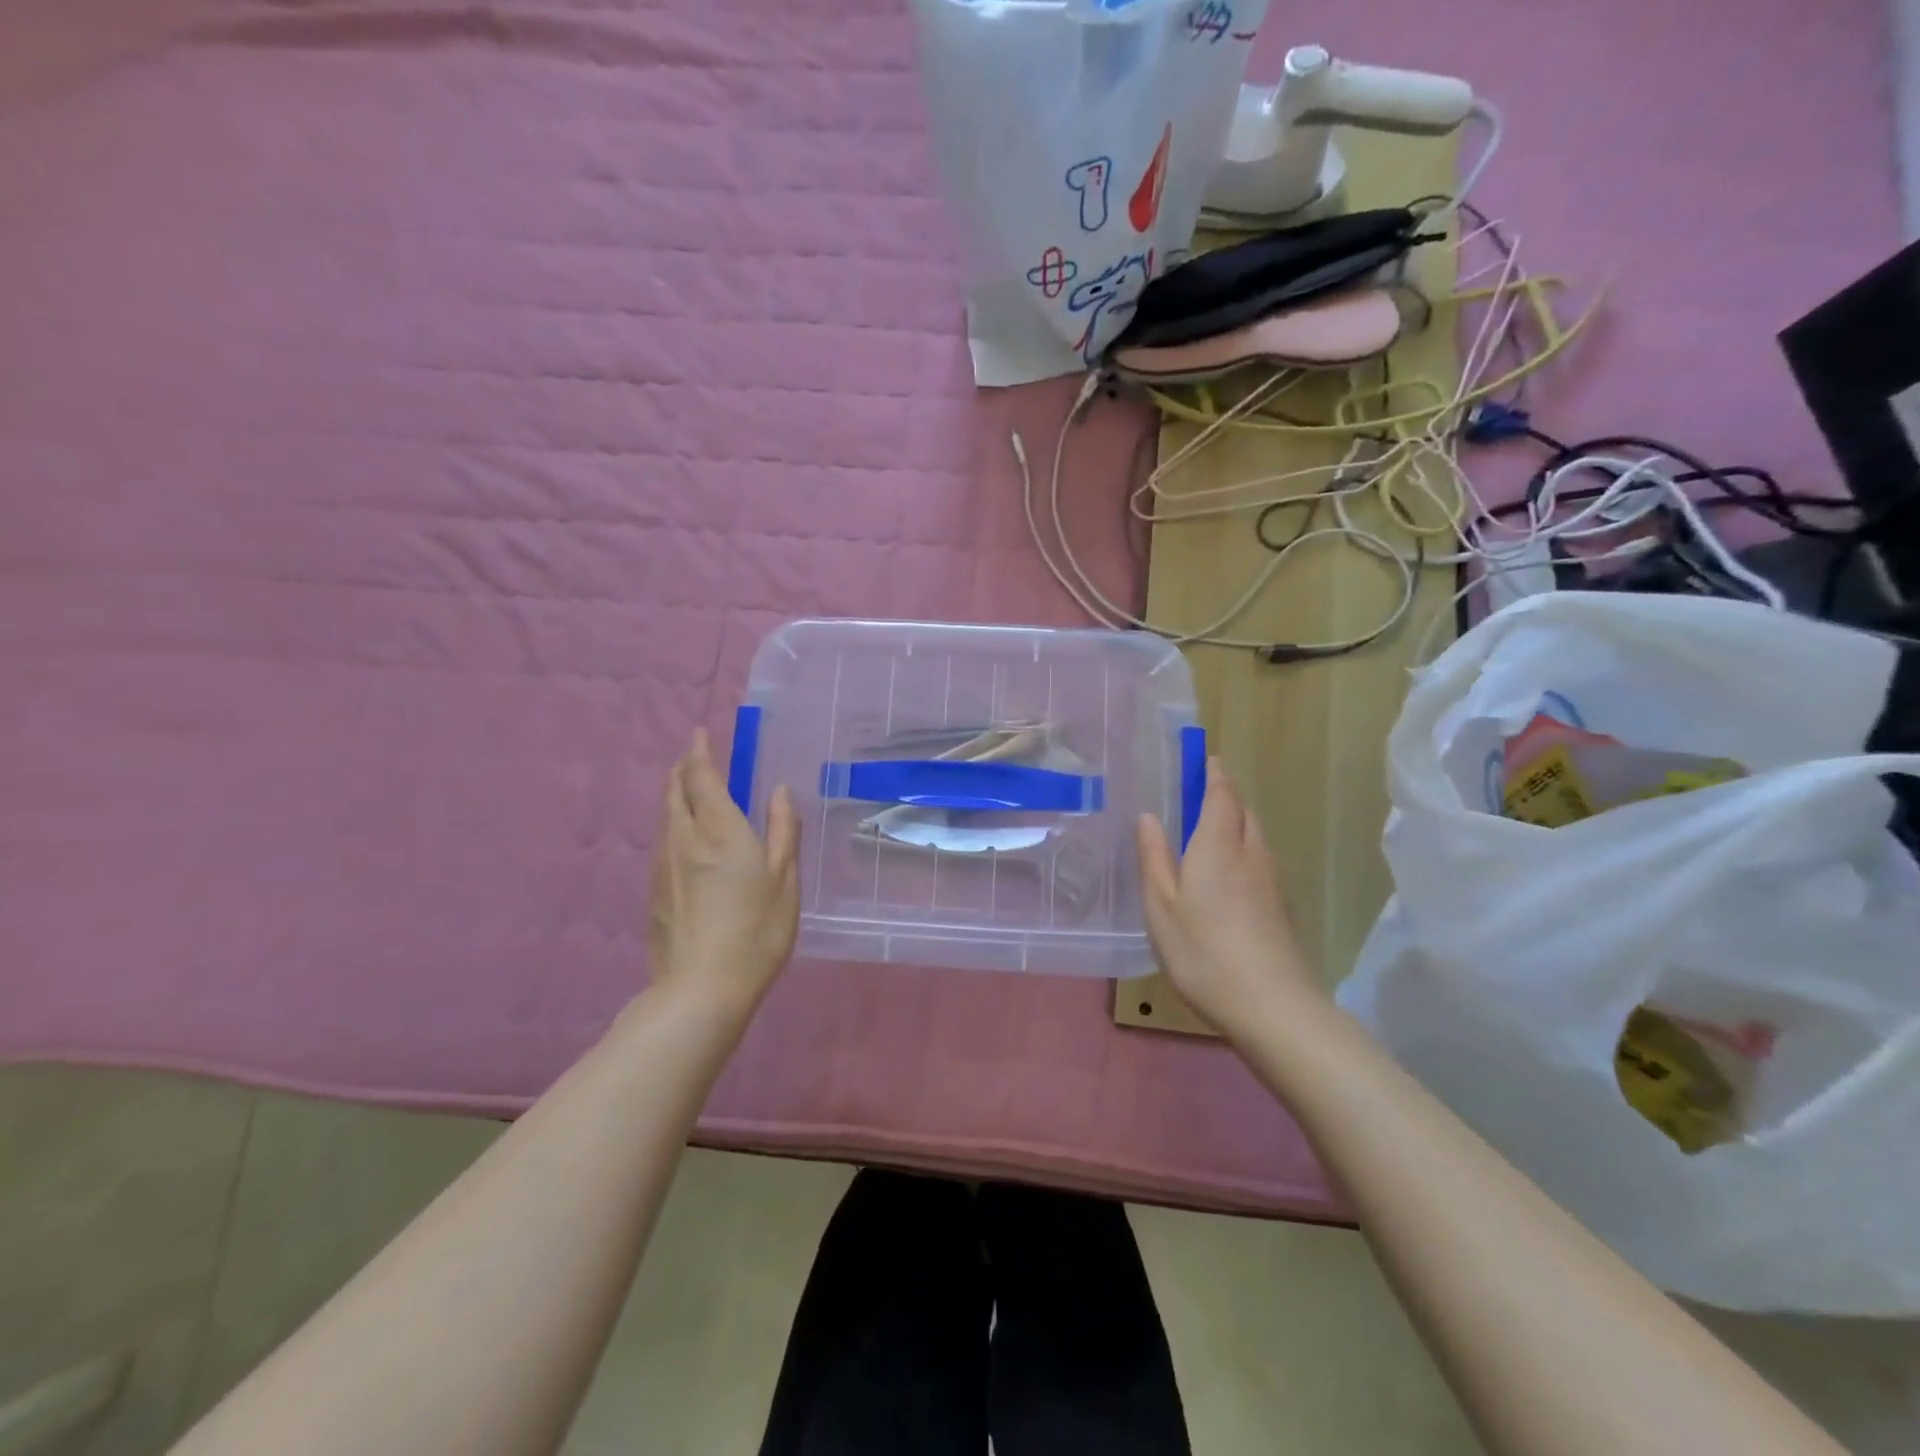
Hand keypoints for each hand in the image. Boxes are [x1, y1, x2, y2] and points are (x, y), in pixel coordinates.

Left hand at [646, 728, 799, 1013]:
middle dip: (682, 770)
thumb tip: (778, 790)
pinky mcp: (654, 892)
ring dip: (674, 796)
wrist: (701, 989)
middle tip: (693, 758)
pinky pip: (662, 843)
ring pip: (665, 817)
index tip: (699, 734)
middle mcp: (684, 839)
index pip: (702, 778)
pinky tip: (683, 840)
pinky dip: (672, 825)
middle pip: (674, 792)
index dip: (700, 753)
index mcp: (719, 830)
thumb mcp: (784, 879)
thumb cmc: (756, 930)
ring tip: (686, 790)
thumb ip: (782, 830)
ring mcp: (664, 867)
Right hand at [1135, 756, 1320, 1033]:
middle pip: (1244, 811)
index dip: (1213, 773)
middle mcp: (1251, 853)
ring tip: (1210, 831)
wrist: (1272, 1005)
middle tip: (1200, 794)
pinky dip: (1244, 851)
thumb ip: (1154, 857)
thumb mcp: (1161, 906)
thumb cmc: (1204, 951)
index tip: (1204, 758)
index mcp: (1218, 845)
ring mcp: (1271, 881)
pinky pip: (1260, 861)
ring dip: (1236, 823)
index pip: (1221, 794)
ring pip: (1256, 836)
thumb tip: (1149, 816)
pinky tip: (1228, 876)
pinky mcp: (1281, 906)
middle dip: (1225, 796)